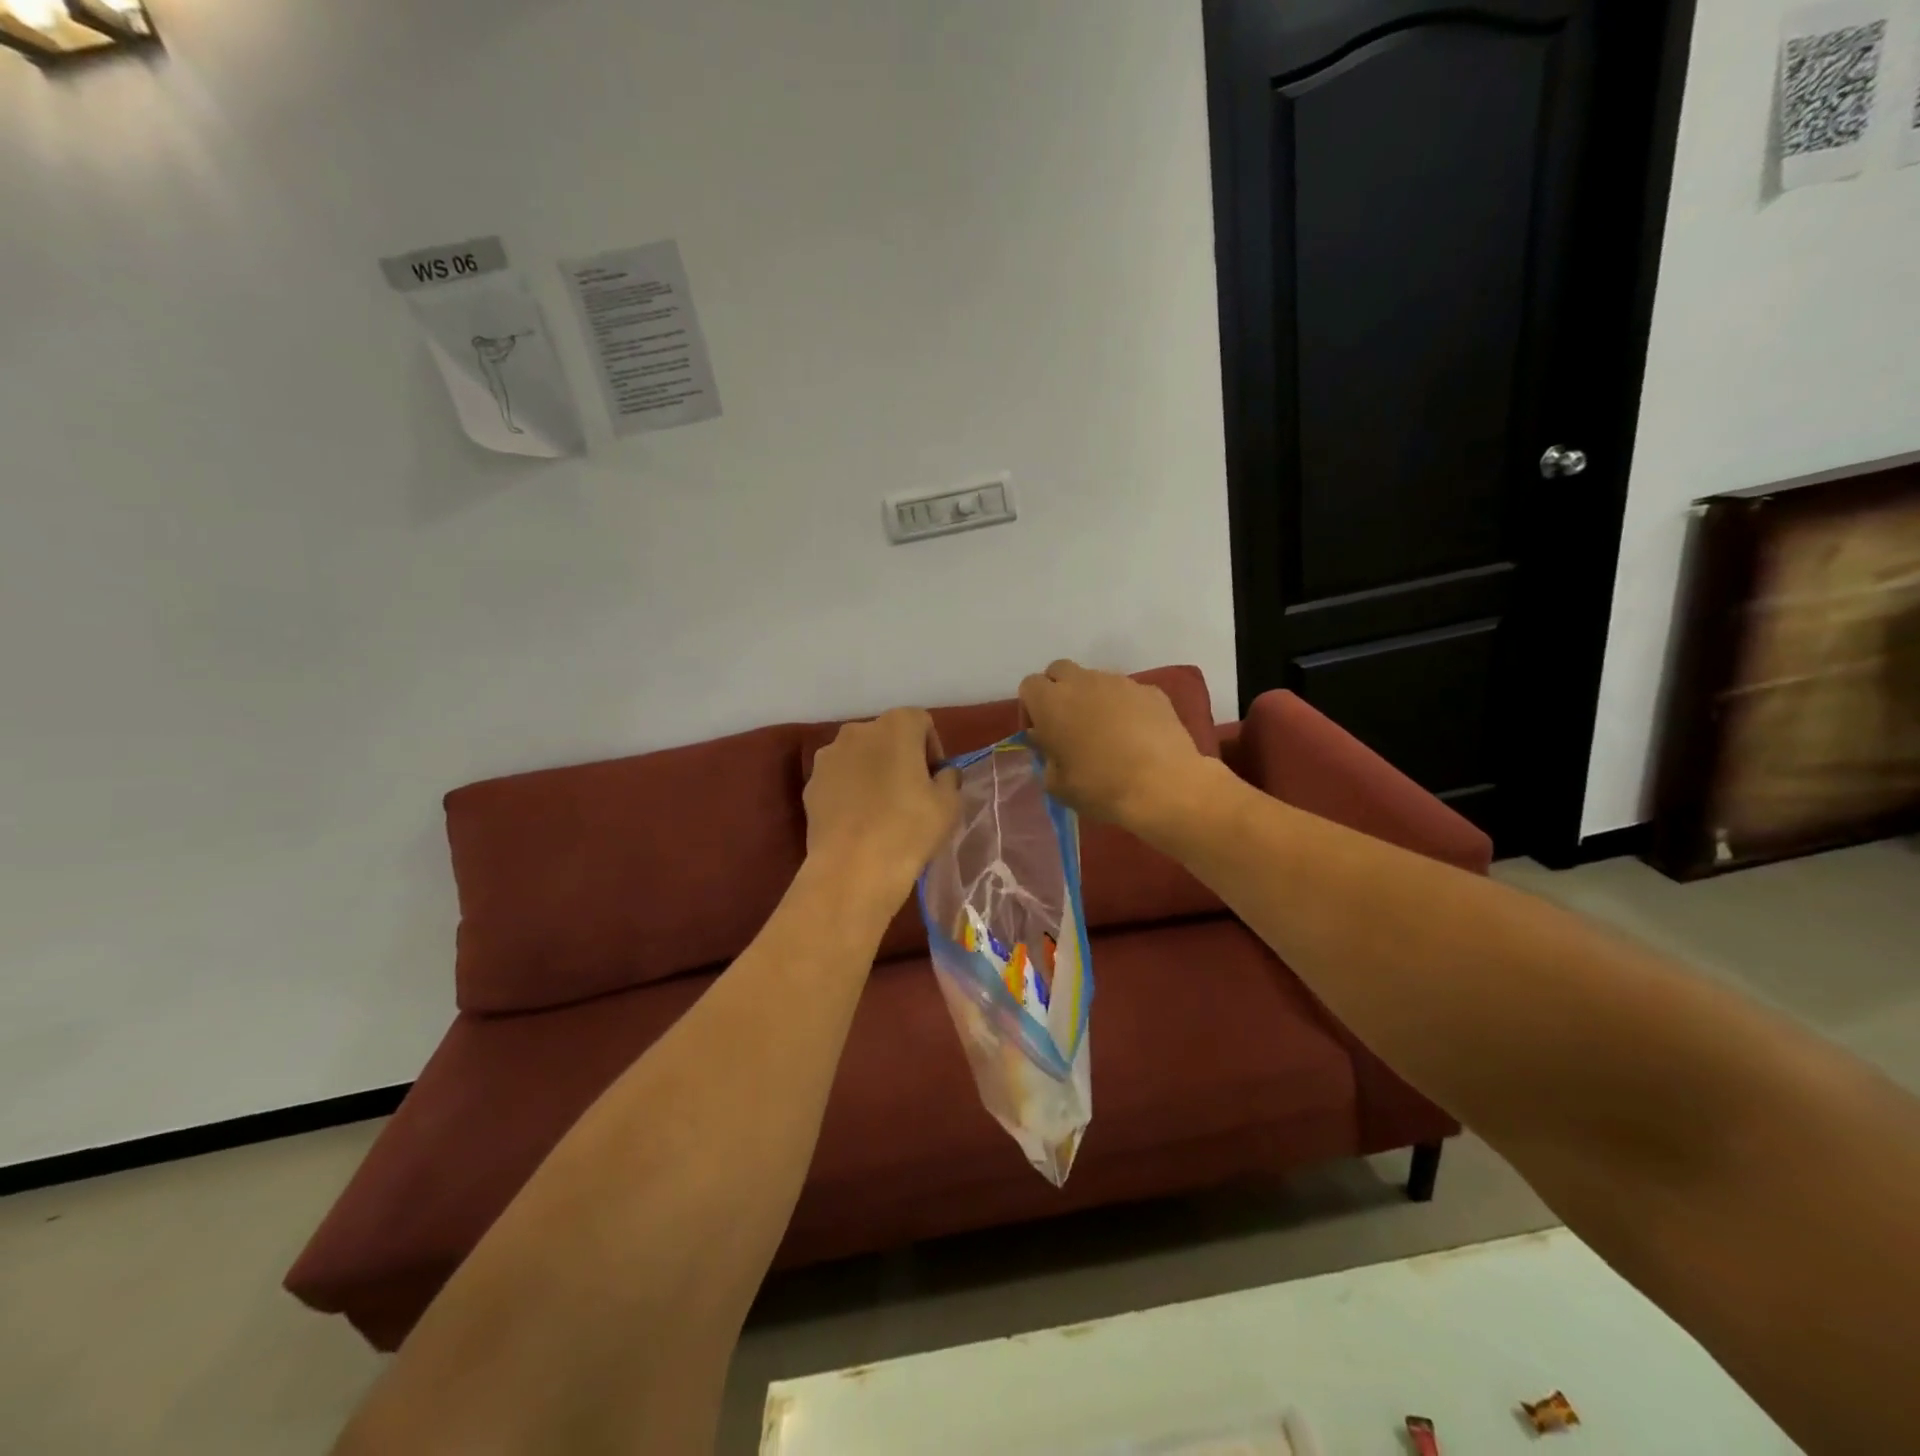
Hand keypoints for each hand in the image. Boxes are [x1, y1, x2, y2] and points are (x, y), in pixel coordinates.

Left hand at [804, 708, 960, 901]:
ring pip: (860, 757)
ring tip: (882, 809)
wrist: (852, 869)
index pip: (921, 723)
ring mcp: (828, 756)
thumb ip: (949, 778)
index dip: (932, 750)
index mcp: (896, 726)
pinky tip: (859, 821)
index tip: (935, 780)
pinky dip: (850, 790)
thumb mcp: (949, 804)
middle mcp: (858, 730)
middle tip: (912, 794)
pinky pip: (839, 779)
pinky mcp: (810, 784)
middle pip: (887, 737)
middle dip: (900, 758)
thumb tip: (941, 774)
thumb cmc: (909, 829)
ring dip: (873, 772)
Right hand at [1018, 660, 1209, 830]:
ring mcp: (1120, 683)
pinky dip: (1124, 707)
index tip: (1040, 733)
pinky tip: (1134, 736)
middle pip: (1060, 670)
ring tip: (1105, 732)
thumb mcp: (1057, 784)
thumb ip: (1045, 757)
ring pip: (1095, 680)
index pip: (1029, 685)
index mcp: (1051, 702)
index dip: (1031, 708)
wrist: (1163, 786)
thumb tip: (1048, 744)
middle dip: (1058, 691)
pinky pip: (1127, 692)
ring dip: (1092, 698)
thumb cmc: (1100, 787)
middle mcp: (1082, 682)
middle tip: (1067, 725)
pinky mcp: (1151, 691)